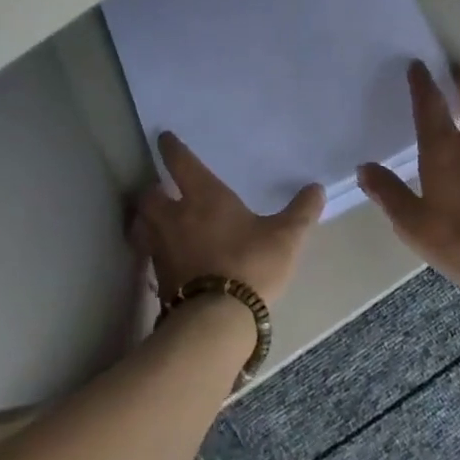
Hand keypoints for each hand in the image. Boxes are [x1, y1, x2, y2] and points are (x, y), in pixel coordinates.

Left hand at [129, 131, 323, 304]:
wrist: (216, 320)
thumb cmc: (250, 264)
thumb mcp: (285, 237)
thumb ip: (301, 212)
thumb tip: (316, 188)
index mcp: (204, 197)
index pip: (181, 163)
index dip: (171, 149)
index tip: (163, 138)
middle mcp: (175, 217)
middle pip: (149, 196)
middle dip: (152, 190)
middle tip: (159, 189)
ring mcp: (162, 249)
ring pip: (142, 225)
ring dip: (145, 219)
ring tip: (153, 221)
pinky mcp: (158, 279)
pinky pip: (149, 255)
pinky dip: (152, 250)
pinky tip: (165, 258)